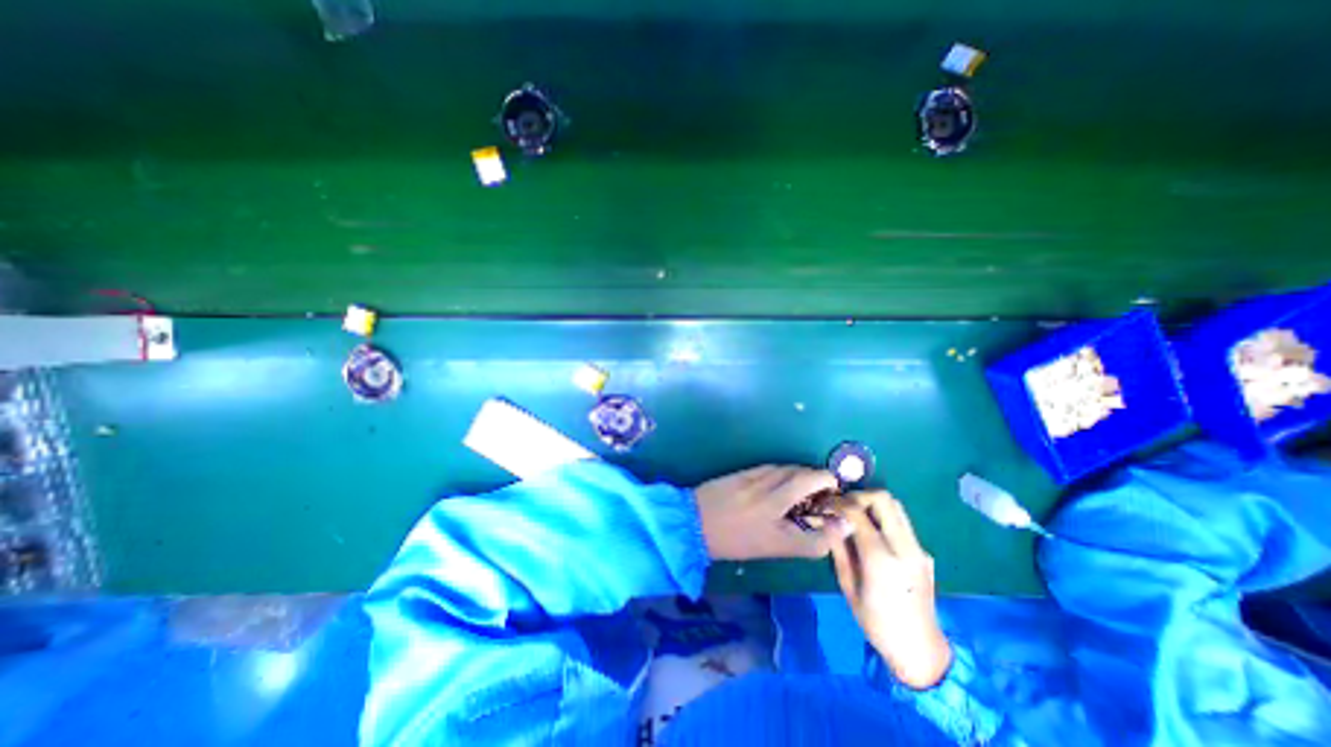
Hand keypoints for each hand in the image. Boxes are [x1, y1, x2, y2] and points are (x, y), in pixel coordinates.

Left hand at [697, 464, 840, 563]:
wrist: (694, 523)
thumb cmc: (736, 540)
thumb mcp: (776, 548)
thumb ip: (811, 540)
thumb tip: (839, 525)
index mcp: (777, 504)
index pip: (815, 482)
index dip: (830, 484)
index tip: (835, 494)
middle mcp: (768, 484)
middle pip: (803, 472)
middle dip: (818, 478)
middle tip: (822, 493)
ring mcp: (754, 475)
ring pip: (786, 468)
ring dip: (801, 474)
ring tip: (804, 489)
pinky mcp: (742, 471)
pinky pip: (770, 467)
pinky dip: (782, 472)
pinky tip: (780, 482)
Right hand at [828, 490, 949, 688]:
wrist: (920, 650)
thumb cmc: (876, 622)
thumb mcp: (848, 586)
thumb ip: (838, 547)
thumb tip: (827, 519)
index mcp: (881, 559)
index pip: (857, 512)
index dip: (838, 502)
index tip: (825, 504)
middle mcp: (904, 548)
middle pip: (884, 499)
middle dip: (859, 496)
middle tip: (843, 506)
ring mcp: (919, 549)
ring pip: (896, 506)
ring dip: (872, 504)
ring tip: (855, 516)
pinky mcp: (924, 553)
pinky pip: (901, 522)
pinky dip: (882, 517)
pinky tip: (871, 534)